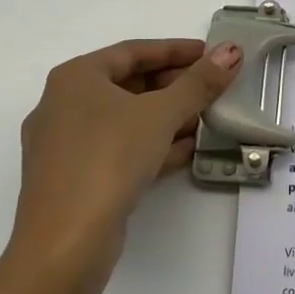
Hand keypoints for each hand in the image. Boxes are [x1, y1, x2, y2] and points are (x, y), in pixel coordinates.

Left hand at [11, 38, 242, 286]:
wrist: (65, 244)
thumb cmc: (108, 159)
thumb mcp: (161, 114)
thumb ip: (199, 82)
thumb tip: (231, 50)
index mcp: (75, 77)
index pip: (134, 51)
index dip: (176, 50)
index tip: (211, 54)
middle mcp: (63, 105)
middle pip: (128, 84)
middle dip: (174, 86)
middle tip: (213, 87)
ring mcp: (65, 145)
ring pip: (125, 120)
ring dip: (167, 117)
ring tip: (207, 118)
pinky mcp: (74, 179)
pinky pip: (119, 149)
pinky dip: (151, 145)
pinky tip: (187, 151)